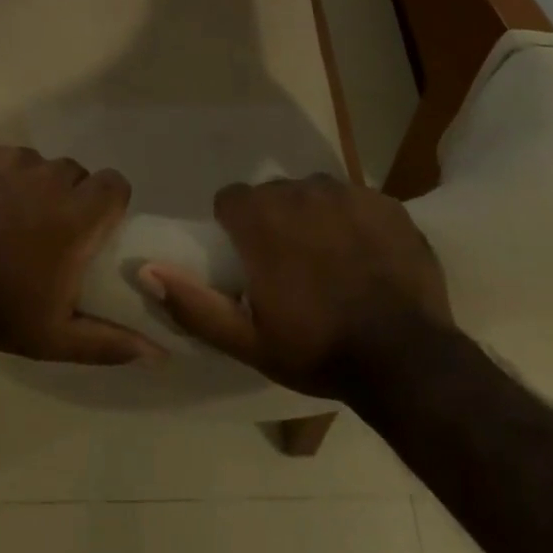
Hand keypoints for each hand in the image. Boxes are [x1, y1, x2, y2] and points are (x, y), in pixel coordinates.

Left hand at [0, 142, 165, 366]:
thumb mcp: (53, 337)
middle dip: (65, 196)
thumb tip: (159, 353)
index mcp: (74, 214)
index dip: (108, 202)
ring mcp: (6, 159)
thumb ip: (108, 341)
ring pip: (33, 162)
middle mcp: (47, 175)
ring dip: (26, 184)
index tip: (90, 227)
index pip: (115, 183)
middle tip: (40, 230)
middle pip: (73, 173)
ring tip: (1, 216)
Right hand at [138, 175, 451, 397]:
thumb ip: (192, 303)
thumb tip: (145, 269)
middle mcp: (300, 191)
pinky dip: (355, 221)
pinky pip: (357, 200)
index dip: (234, 226)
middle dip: (275, 220)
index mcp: (261, 218)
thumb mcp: (247, 341)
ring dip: (314, 216)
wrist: (407, 361)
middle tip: (291, 266)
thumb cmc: (318, 349)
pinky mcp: (386, 203)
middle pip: (273, 193)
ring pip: (315, 192)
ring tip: (331, 260)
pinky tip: (367, 257)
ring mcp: (348, 193)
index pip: (230, 199)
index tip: (248, 259)